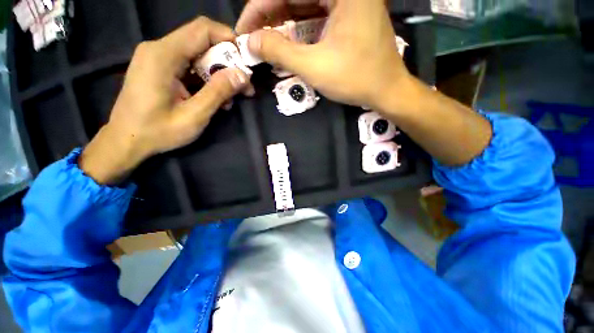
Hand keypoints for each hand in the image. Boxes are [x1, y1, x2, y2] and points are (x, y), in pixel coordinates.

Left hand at [79, 17, 251, 184]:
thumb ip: (218, 92)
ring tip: (231, 97)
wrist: (126, 141)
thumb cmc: (157, 132)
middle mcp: (159, 49)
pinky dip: (207, 79)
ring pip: (198, 54)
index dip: (229, 39)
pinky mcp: (160, 68)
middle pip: (202, 41)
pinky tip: (215, 98)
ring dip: (219, 73)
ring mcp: (158, 58)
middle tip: (244, 85)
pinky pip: (190, 65)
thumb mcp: (194, 115)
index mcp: (163, 55)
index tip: (246, 61)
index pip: (202, 29)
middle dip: (228, 62)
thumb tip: (243, 76)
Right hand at [239, 0, 411, 108]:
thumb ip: (280, 52)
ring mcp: (349, 1)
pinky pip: (317, 14)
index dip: (259, 8)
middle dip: (270, 16)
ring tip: (265, 39)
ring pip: (306, 5)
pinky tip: (287, 39)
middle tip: (252, 37)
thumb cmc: (355, 79)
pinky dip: (300, 27)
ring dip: (283, 22)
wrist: (386, 91)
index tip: (244, 30)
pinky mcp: (349, 15)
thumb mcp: (315, 67)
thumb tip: (251, 42)